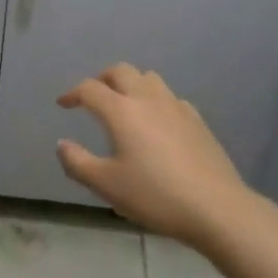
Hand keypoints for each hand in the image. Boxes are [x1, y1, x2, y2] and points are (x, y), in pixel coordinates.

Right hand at [56, 63, 254, 247]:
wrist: (216, 207)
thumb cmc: (155, 196)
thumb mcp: (107, 186)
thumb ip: (78, 163)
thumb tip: (62, 143)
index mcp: (121, 110)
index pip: (90, 89)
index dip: (72, 93)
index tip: (63, 104)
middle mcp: (146, 98)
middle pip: (120, 71)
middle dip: (101, 79)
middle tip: (92, 96)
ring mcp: (175, 105)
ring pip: (148, 78)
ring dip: (130, 83)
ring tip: (124, 104)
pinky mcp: (196, 118)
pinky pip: (169, 97)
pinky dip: (155, 100)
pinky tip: (157, 123)